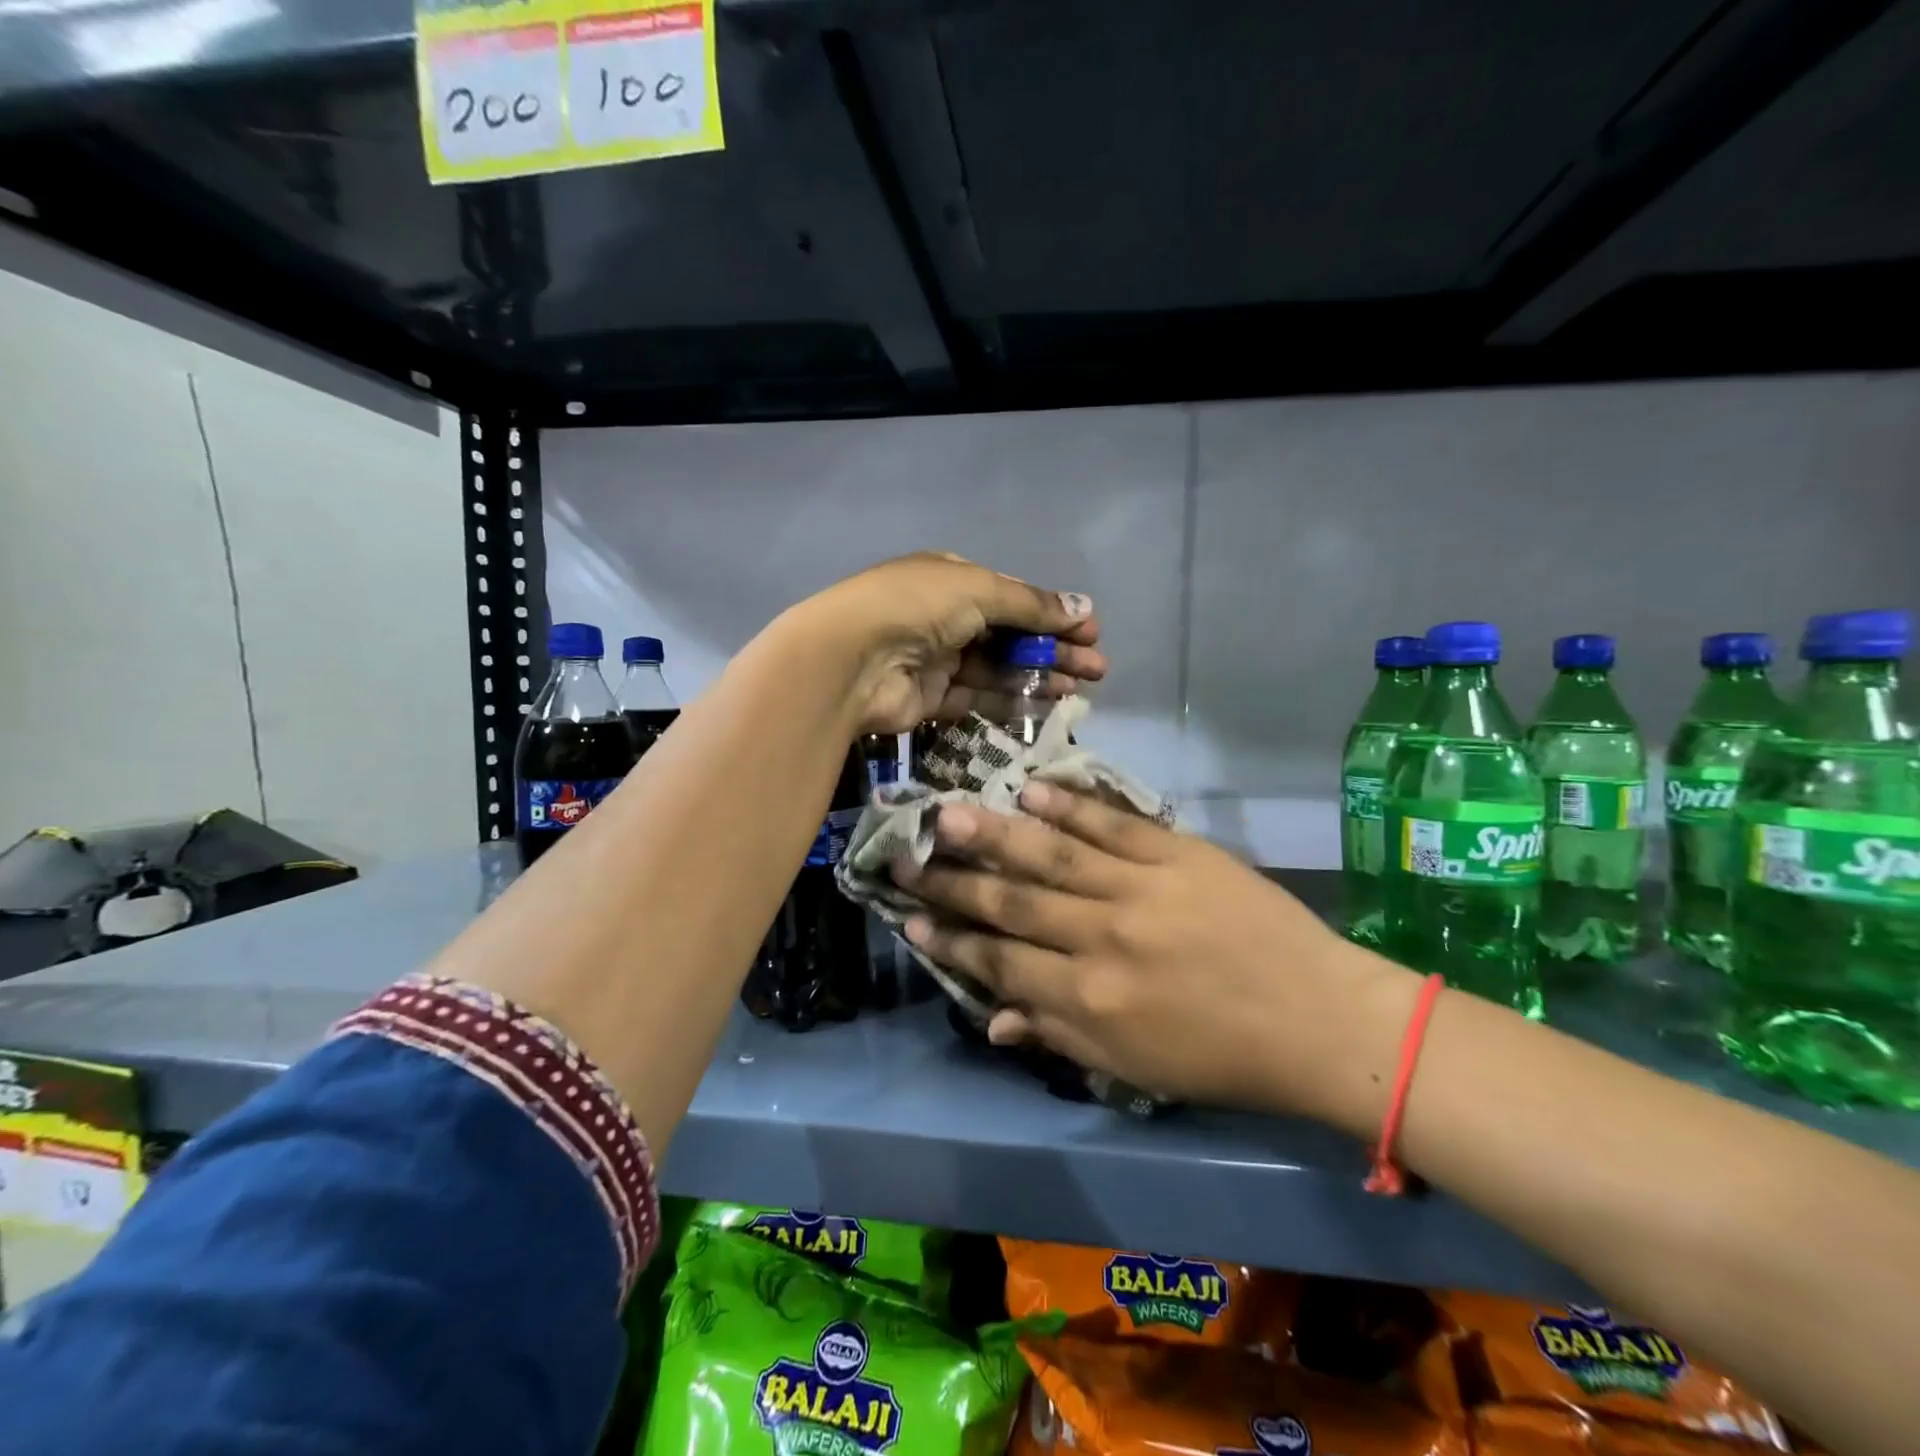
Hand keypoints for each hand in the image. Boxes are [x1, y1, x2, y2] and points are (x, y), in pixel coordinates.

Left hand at [802, 553, 1106, 734]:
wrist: (851, 659)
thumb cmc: (917, 607)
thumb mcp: (979, 590)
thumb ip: (1031, 605)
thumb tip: (1083, 608)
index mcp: (952, 579)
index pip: (1013, 597)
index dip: (1053, 615)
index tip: (1090, 633)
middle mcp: (945, 617)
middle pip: (1011, 635)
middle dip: (1054, 650)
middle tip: (1097, 669)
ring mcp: (937, 659)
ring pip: (998, 669)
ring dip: (1039, 676)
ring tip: (1081, 688)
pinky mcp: (931, 698)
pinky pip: (978, 698)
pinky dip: (1011, 700)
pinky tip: (1045, 704)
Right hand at [894, 784, 1418, 1128]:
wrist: (1319, 1019)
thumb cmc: (1221, 1056)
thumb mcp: (1133, 1068)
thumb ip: (1057, 1037)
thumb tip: (989, 1019)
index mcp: (1089, 1000)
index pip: (1000, 963)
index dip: (952, 940)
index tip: (911, 915)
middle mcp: (1102, 939)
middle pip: (1011, 903)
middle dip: (952, 881)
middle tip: (904, 857)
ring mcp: (1140, 889)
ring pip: (1050, 856)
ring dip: (994, 834)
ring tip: (947, 812)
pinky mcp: (1178, 854)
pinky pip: (1112, 825)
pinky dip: (1070, 807)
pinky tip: (1031, 790)